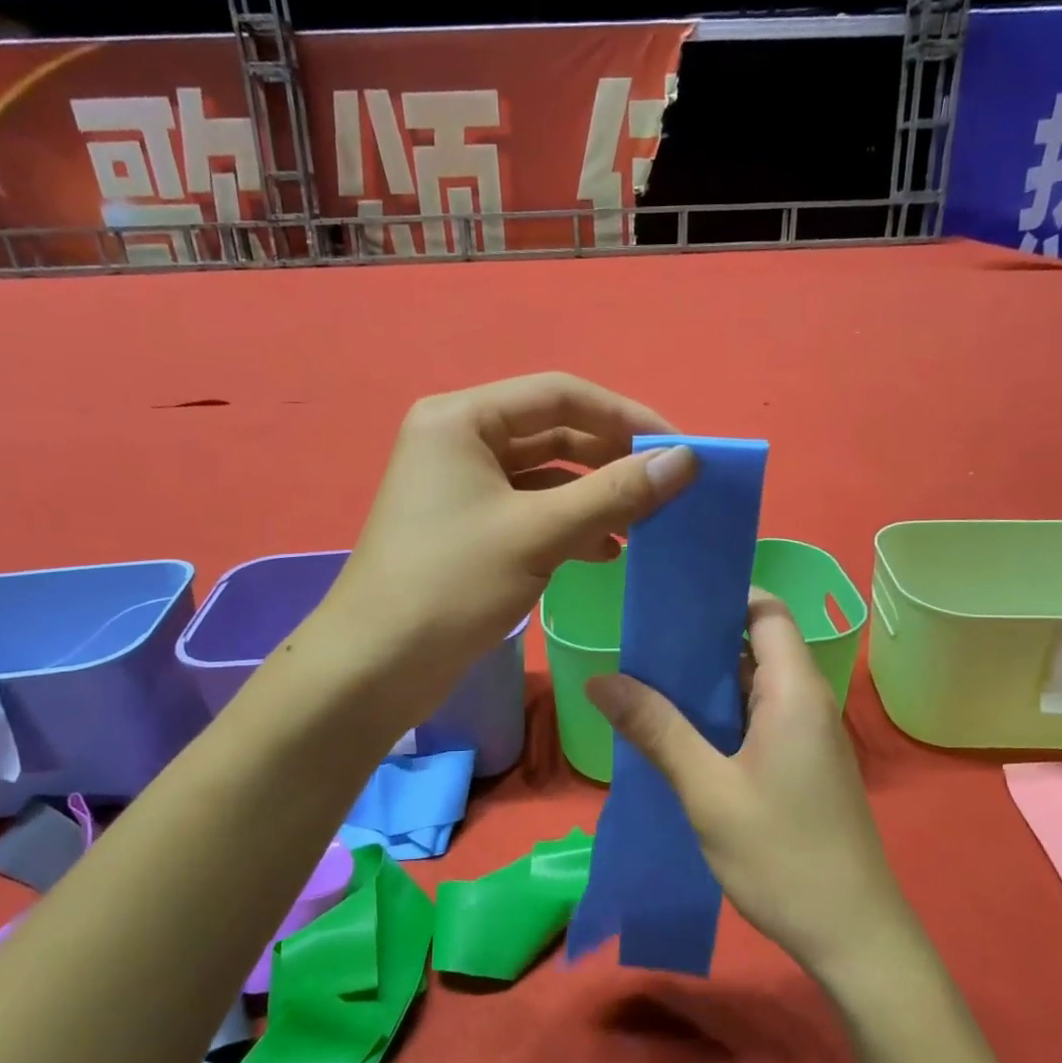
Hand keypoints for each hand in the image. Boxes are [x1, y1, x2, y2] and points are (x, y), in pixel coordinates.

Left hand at [322, 373, 698, 722]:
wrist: (375, 667)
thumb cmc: (452, 585)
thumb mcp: (540, 533)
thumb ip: (616, 492)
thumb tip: (686, 460)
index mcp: (462, 419)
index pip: (561, 394)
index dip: (625, 416)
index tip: (680, 448)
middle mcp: (458, 441)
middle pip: (553, 432)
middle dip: (611, 459)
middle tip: (667, 487)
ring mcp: (461, 486)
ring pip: (545, 476)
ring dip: (595, 497)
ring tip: (644, 524)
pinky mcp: (467, 527)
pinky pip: (530, 510)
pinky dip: (569, 525)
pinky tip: (606, 552)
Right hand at [585, 591, 914, 986]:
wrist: (852, 936)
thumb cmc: (782, 855)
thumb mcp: (708, 790)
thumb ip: (657, 729)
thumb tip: (601, 679)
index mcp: (794, 690)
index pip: (766, 611)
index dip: (724, 595)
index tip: (670, 599)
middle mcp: (806, 701)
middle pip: (756, 644)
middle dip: (700, 639)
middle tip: (640, 642)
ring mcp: (806, 735)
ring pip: (753, 685)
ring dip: (706, 681)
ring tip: (646, 679)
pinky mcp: (800, 765)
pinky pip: (756, 719)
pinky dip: (719, 714)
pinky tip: (677, 731)